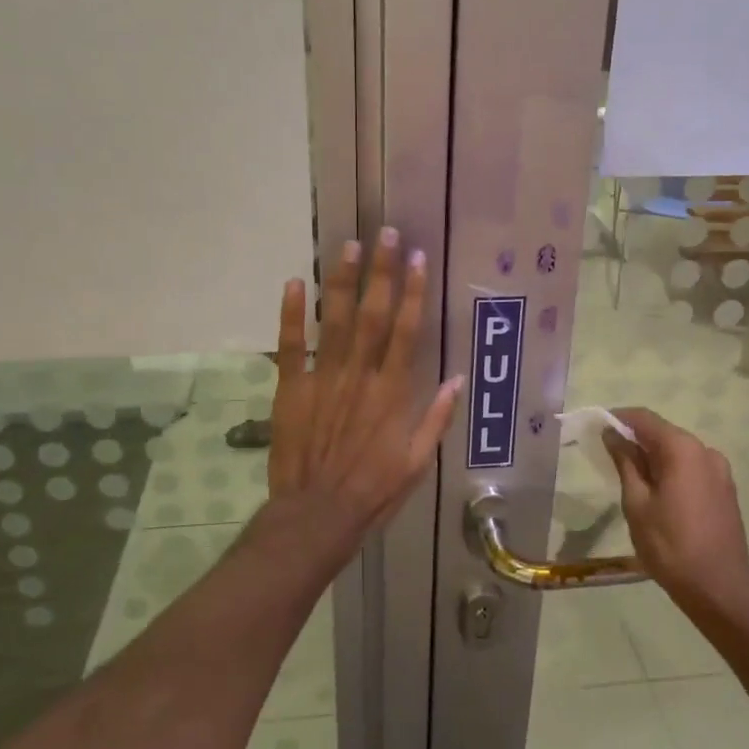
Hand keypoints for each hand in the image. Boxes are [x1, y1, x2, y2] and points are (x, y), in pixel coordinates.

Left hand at [268, 229, 463, 539]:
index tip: (417, 258)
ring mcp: (322, 379)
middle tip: (384, 233)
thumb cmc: (374, 490)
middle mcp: (359, 375)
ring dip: (340, 281)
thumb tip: (458, 379)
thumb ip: (436, 418)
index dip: (413, 292)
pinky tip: (292, 283)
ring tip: (348, 246)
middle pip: (372, 314)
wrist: (317, 515)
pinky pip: (291, 347)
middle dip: (380, 272)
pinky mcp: (291, 389)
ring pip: (333, 321)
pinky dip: (290, 315)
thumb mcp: (418, 462)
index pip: (406, 331)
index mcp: (392, 392)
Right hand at [604, 408, 748, 605]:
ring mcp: (719, 471)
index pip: (644, 418)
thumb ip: (625, 462)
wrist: (720, 589)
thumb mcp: (637, 503)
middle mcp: (705, 451)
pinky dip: (670, 471)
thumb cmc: (670, 545)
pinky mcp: (725, 490)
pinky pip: (691, 469)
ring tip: (629, 480)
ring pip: (677, 453)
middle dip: (634, 440)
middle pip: (662, 433)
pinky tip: (656, 494)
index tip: (596, 428)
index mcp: (683, 449)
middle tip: (607, 457)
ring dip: (652, 458)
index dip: (618, 418)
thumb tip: (612, 434)